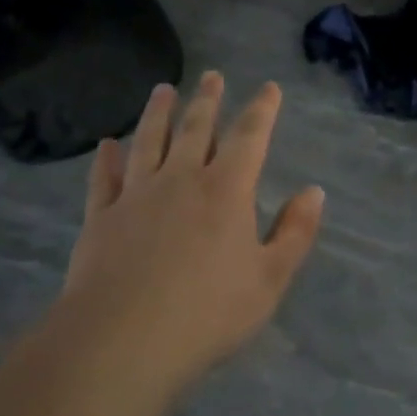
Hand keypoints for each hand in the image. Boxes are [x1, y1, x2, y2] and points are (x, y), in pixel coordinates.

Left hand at [56, 72, 323, 388]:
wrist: (123, 340)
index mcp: (226, 190)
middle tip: (211, 75)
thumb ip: (295, 232)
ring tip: (163, 91)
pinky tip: (107, 145)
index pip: (250, 137)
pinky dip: (107, 159)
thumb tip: (314, 192)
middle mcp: (181, 179)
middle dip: (207, 100)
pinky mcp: (102, 217)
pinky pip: (105, 178)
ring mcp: (137, 195)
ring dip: (158, 113)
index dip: (262, 110)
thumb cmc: (208, 312)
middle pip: (196, 128)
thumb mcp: (270, 279)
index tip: (268, 88)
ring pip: (149, 141)